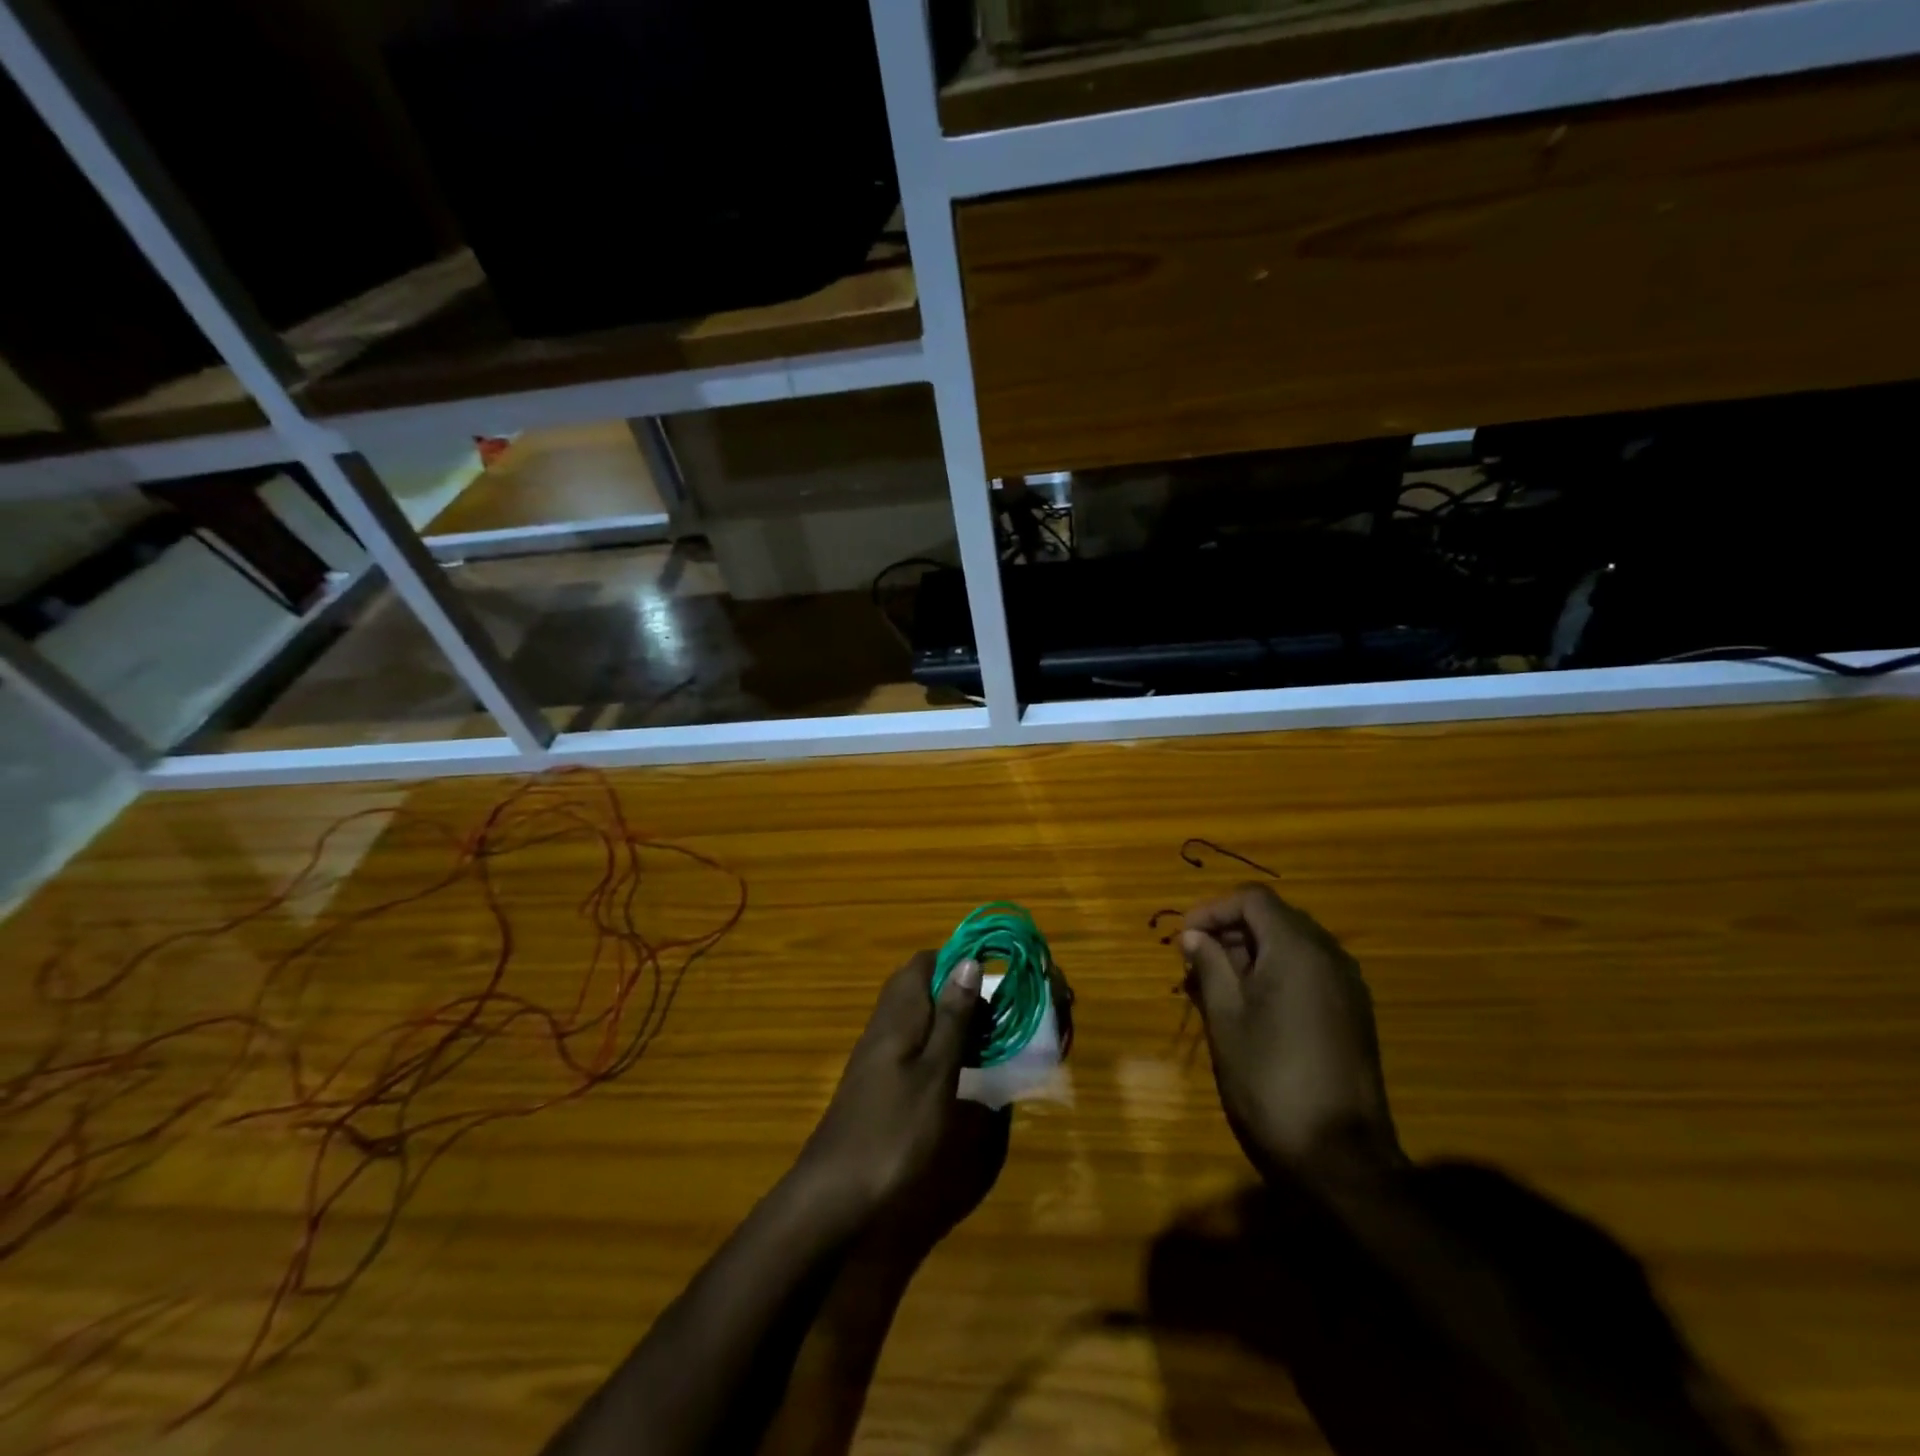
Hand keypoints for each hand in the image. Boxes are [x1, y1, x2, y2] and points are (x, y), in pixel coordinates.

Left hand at [800, 951, 983, 1215]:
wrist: (834, 1199)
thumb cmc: (893, 1133)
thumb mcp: (935, 1074)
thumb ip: (952, 1018)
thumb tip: (969, 960)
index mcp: (898, 1015)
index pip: (925, 962)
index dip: (960, 961)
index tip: (997, 978)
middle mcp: (885, 1026)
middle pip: (921, 988)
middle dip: (960, 992)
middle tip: (998, 1016)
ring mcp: (878, 1057)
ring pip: (918, 1019)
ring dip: (952, 1022)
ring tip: (989, 1043)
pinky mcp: (879, 1085)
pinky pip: (913, 1048)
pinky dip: (940, 1050)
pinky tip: (961, 1076)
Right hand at [1179, 885, 1401, 1182]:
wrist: (1339, 1158)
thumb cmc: (1270, 1078)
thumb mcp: (1226, 1018)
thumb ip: (1209, 966)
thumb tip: (1194, 936)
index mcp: (1297, 949)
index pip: (1252, 900)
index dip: (1212, 910)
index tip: (1184, 939)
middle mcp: (1329, 956)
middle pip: (1274, 919)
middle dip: (1230, 932)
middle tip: (1195, 964)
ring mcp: (1348, 986)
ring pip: (1292, 946)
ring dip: (1251, 954)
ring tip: (1216, 988)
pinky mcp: (1354, 1015)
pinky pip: (1310, 973)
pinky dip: (1276, 975)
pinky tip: (1252, 1010)